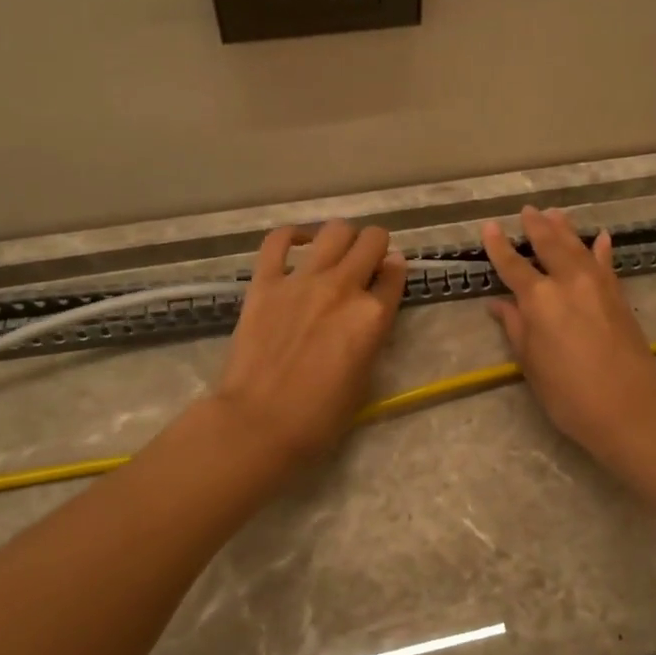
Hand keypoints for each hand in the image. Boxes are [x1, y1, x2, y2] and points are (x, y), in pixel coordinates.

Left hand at [212, 220, 406, 474]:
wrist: (259, 423)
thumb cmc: (319, 417)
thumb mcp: (365, 378)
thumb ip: (373, 335)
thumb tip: (373, 308)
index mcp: (372, 316)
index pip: (396, 273)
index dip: (395, 273)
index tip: (388, 278)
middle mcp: (343, 288)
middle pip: (371, 240)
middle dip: (375, 246)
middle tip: (366, 262)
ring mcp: (302, 281)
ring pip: (334, 230)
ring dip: (343, 238)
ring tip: (336, 253)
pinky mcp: (265, 282)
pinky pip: (278, 241)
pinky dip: (292, 236)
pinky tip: (299, 244)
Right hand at [483, 206, 655, 458]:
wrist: (630, 408)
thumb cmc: (569, 394)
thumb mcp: (532, 364)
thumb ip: (516, 328)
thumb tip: (499, 305)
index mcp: (540, 300)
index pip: (513, 265)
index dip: (499, 245)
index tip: (490, 226)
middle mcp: (569, 282)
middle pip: (549, 245)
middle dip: (536, 226)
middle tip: (527, 210)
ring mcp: (598, 286)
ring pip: (578, 247)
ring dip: (565, 228)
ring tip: (555, 212)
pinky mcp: (619, 296)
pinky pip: (607, 263)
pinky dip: (601, 249)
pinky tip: (600, 237)